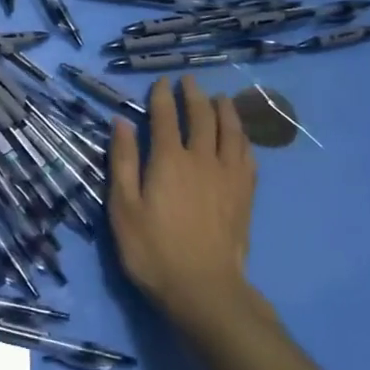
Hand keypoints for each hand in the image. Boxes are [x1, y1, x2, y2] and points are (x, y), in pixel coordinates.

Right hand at [108, 75, 260, 329]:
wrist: (204, 288)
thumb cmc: (153, 250)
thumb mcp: (123, 208)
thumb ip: (122, 162)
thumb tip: (121, 122)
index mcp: (169, 160)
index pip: (166, 117)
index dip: (162, 96)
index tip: (160, 82)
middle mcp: (202, 159)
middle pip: (202, 117)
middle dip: (194, 95)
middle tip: (190, 81)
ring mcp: (228, 176)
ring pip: (231, 132)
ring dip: (225, 110)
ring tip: (221, 98)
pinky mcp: (245, 195)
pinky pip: (248, 156)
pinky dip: (244, 139)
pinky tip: (241, 138)